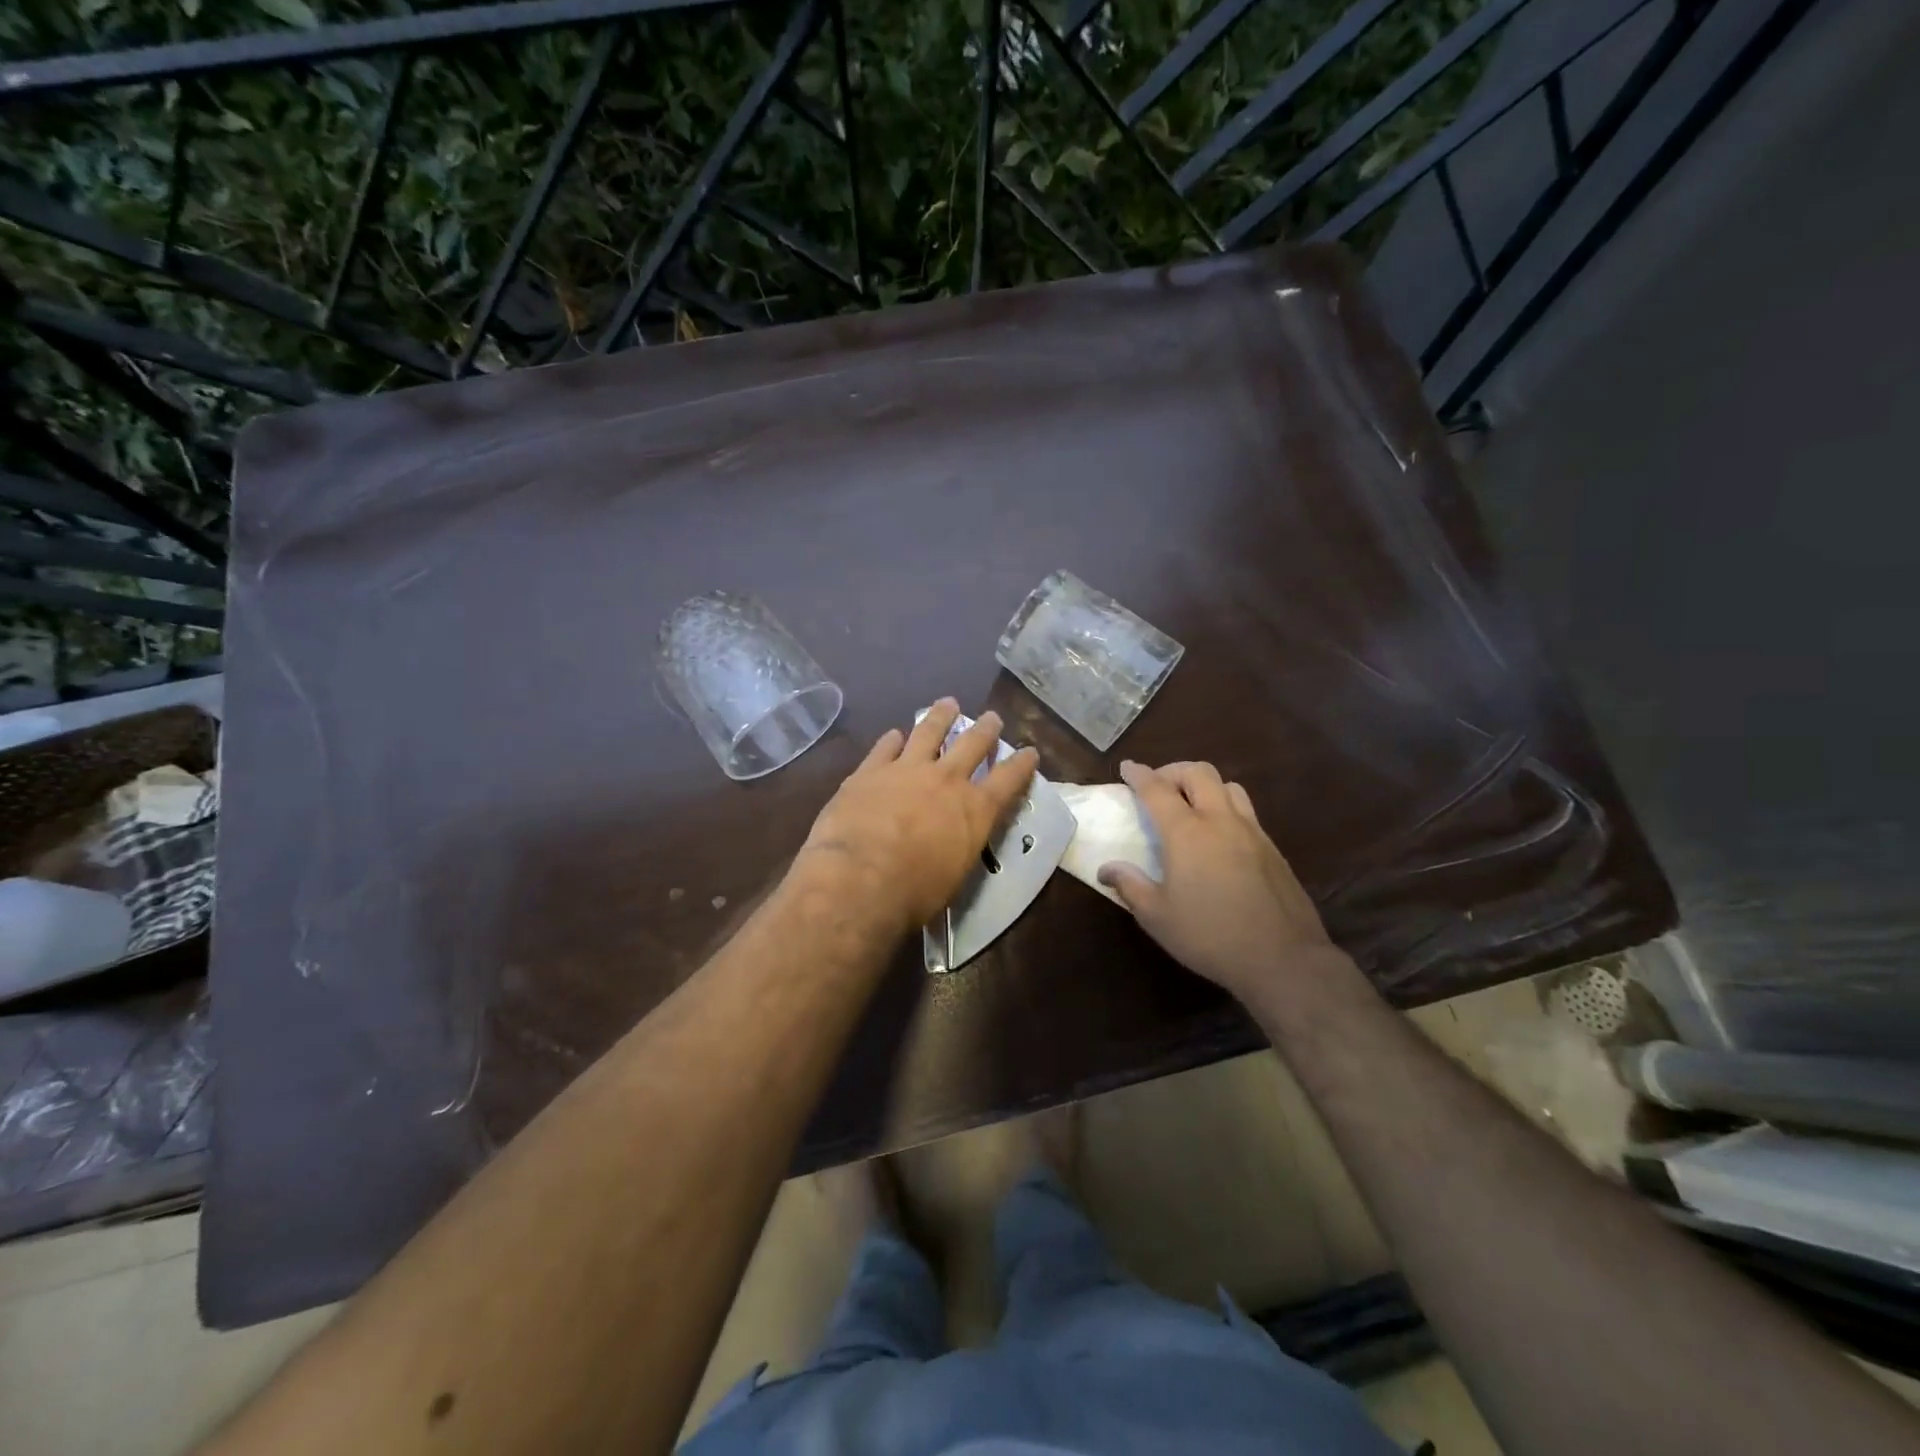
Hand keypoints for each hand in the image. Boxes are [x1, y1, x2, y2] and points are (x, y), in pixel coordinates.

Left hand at [799, 699, 1038, 933]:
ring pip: (929, 731)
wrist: (859, 879)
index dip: (1022, 764)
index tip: (1030, 751)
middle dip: (985, 729)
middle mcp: (946, 780)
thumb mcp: (956, 874)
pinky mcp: (870, 770)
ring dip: (941, 716)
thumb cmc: (915, 892)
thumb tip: (955, 839)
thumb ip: (960, 845)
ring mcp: (906, 769)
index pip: (1009, 779)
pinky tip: (894, 734)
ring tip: (948, 704)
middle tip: (992, 717)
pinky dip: (893, 739)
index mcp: (975, 809)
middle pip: (972, 744)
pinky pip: (885, 746)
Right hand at [1098, 760, 1344, 1001]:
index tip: (1127, 767)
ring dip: (1204, 785)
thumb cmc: (1209, 936)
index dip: (1139, 775)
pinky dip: (1225, 807)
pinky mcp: (1272, 849)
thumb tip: (1106, 869)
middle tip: (1158, 786)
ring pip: (1228, 786)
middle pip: (1198, 773)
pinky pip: (1246, 811)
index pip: (1157, 790)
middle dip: (1173, 771)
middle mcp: (1220, 821)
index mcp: (1187, 833)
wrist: (1283, 958)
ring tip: (1191, 804)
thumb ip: (1130, 886)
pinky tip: (1219, 835)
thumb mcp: (1157, 917)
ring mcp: (1252, 832)